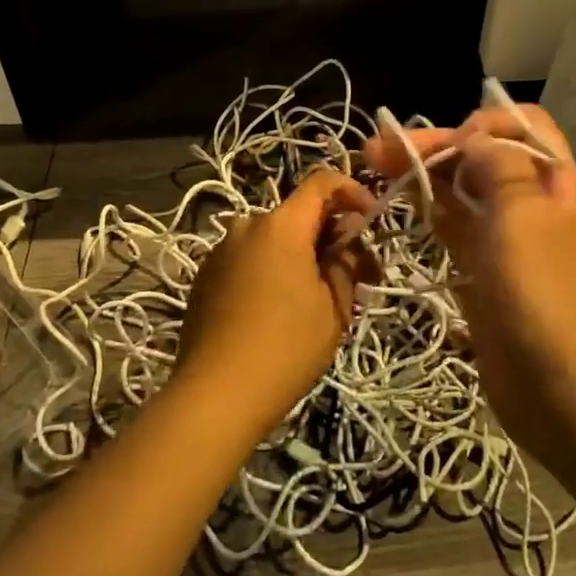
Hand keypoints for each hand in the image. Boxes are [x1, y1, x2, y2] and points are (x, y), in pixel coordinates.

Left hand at [173, 167, 372, 440]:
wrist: (215, 394)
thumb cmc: (286, 347)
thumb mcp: (334, 308)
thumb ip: (346, 263)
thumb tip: (347, 242)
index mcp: (281, 225)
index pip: (322, 182)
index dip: (353, 192)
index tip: (370, 220)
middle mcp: (247, 226)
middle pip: (297, 214)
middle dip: (329, 234)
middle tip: (354, 273)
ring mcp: (221, 250)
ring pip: (272, 239)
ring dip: (299, 255)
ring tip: (317, 297)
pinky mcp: (205, 276)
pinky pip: (249, 259)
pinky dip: (271, 270)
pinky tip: (278, 310)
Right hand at [362, 103, 575, 453]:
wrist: (559, 387)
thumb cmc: (542, 294)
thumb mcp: (522, 217)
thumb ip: (498, 167)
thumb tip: (474, 138)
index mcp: (553, 182)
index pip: (523, 126)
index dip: (484, 123)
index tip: (449, 142)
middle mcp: (532, 202)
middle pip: (482, 156)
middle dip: (435, 146)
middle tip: (378, 149)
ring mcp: (507, 238)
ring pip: (462, 190)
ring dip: (423, 174)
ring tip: (375, 165)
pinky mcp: (484, 270)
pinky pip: (454, 228)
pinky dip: (428, 210)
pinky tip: (399, 202)